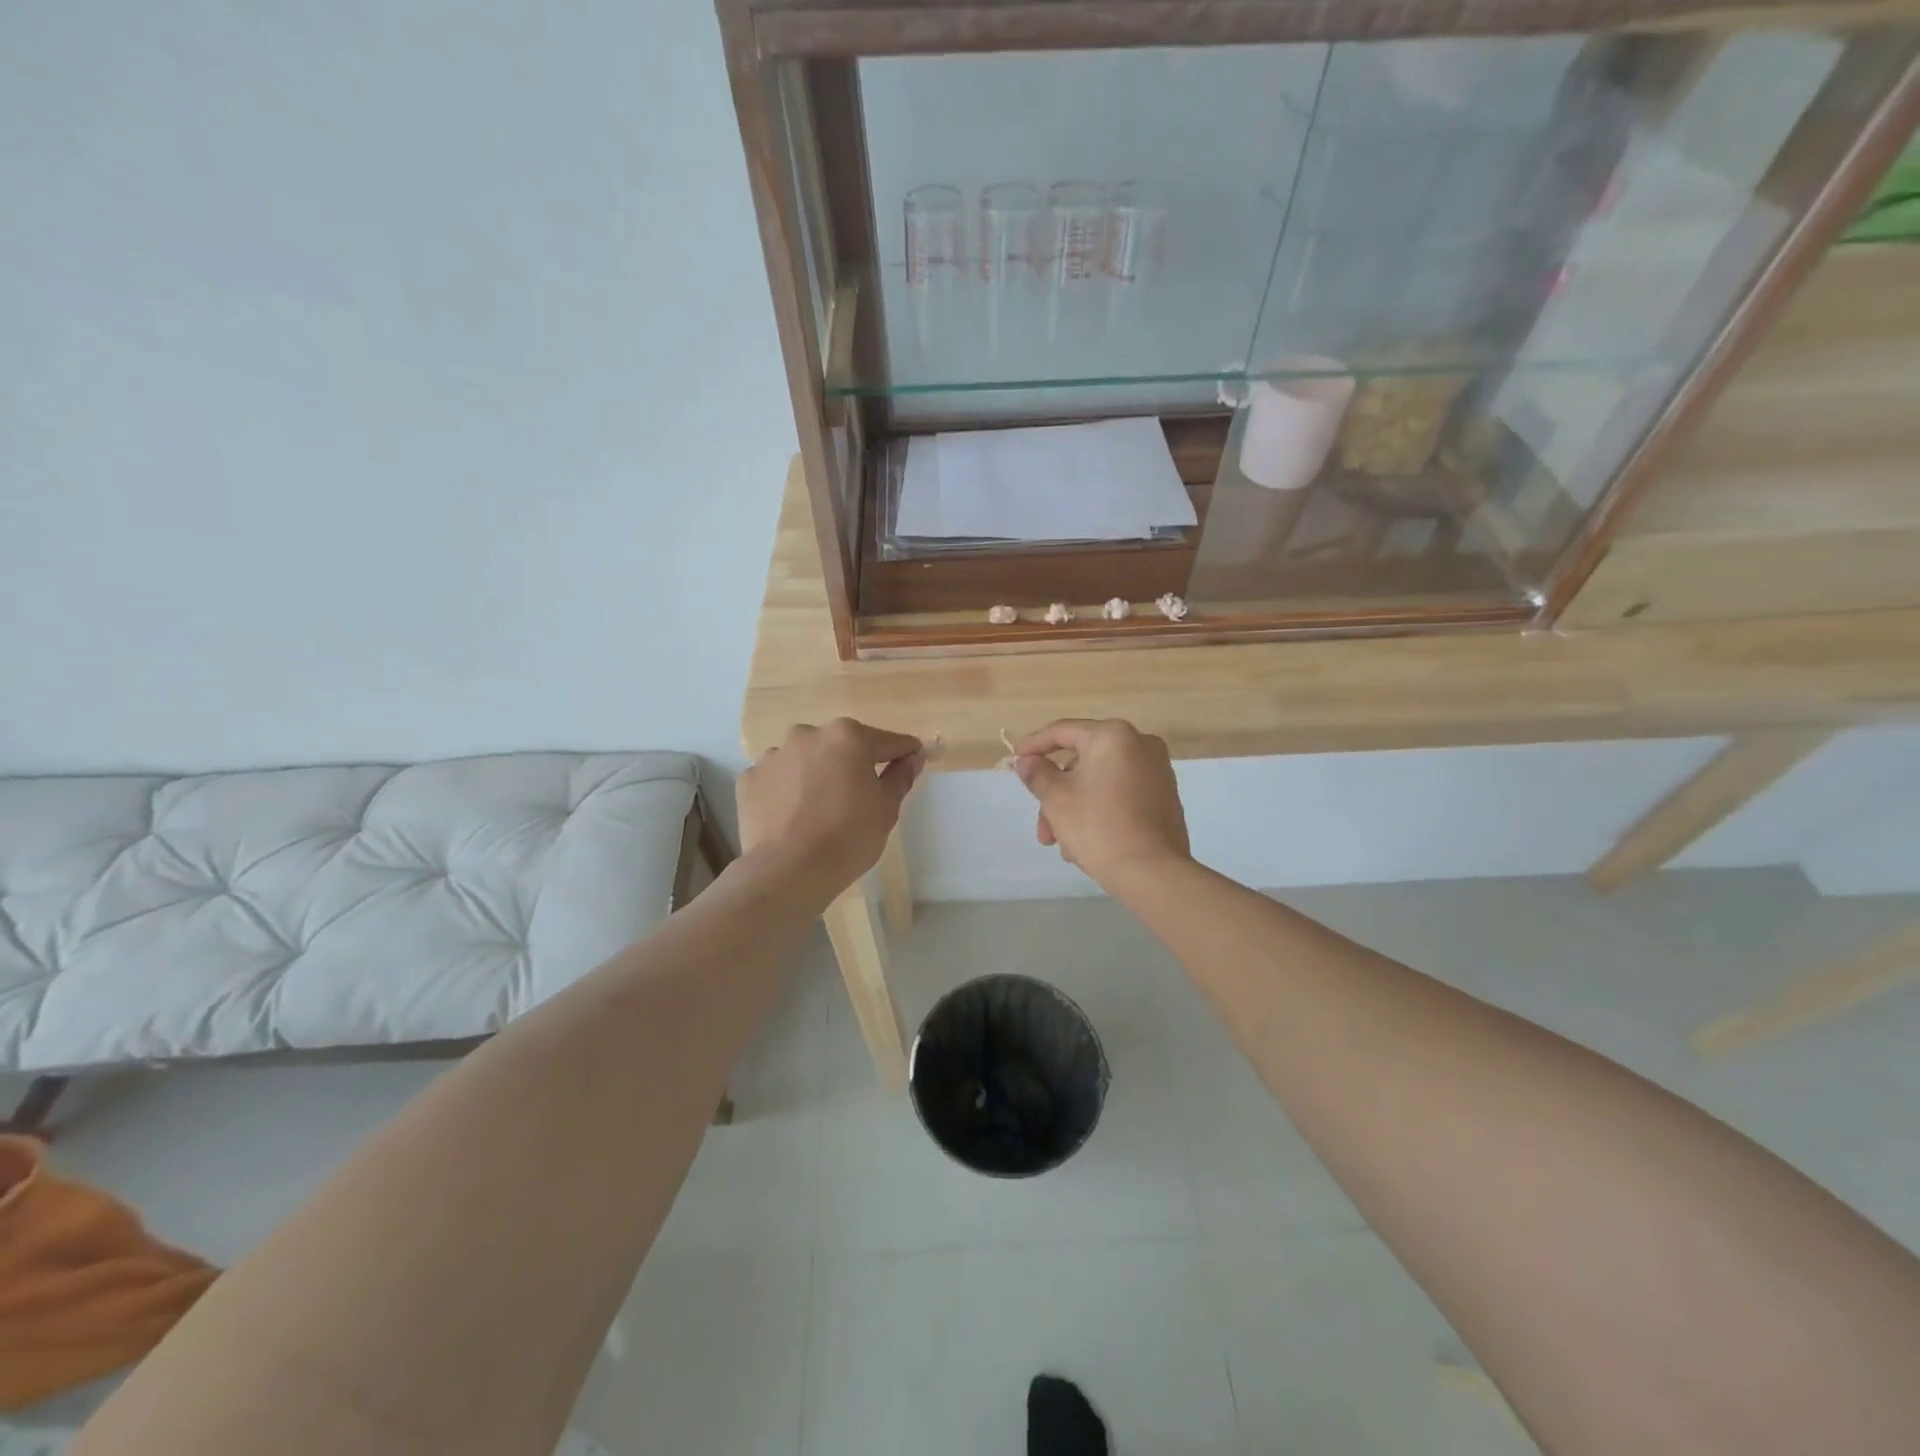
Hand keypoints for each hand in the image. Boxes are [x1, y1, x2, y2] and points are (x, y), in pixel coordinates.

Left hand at [737, 719, 924, 896]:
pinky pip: (777, 779)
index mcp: (847, 736)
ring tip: (819, 810)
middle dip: (852, 764)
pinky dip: (787, 791)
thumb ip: (900, 776)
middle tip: (859, 797)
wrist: (788, 871)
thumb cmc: (848, 836)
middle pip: (840, 746)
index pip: (886, 741)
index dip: (903, 753)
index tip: (912, 761)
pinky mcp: (749, 779)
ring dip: (816, 775)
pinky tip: (792, 817)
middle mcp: (808, 735)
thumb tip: (912, 757)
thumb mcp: (886, 808)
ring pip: (805, 760)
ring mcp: (774, 755)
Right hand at [1010, 719, 1188, 888]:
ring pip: (1100, 781)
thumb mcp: (1056, 798)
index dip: (1033, 745)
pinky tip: (1085, 843)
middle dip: (1055, 794)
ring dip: (1074, 807)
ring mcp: (1157, 771)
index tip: (1013, 760)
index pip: (1062, 732)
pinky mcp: (1164, 796)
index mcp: (1113, 735)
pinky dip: (1099, 810)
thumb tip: (1026, 761)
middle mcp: (1140, 744)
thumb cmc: (1098, 827)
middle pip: (1081, 761)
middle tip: (1042, 827)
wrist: (1152, 872)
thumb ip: (1037, 773)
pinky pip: (1120, 794)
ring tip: (1062, 846)